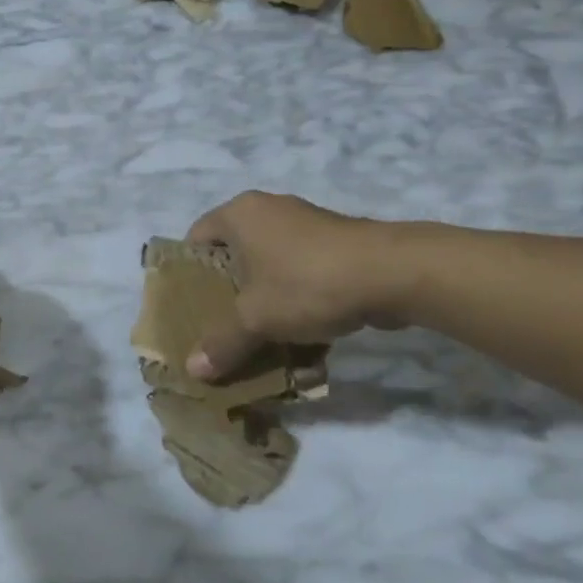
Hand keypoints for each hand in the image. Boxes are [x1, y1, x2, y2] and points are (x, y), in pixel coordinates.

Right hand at [185, 192, 413, 380]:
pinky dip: (296, 302)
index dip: (187, 274)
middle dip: (228, 295)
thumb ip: (222, 343)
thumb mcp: (256, 319)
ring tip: (260, 339)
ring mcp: (305, 225)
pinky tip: (302, 339)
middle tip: (221, 328)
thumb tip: (193, 371)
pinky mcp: (336, 244)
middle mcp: (268, 210)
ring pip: (269, 269)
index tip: (189, 308)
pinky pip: (301, 274)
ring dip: (264, 304)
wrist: (395, 273)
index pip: (195, 240)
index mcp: (239, 214)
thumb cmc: (307, 283)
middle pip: (233, 256)